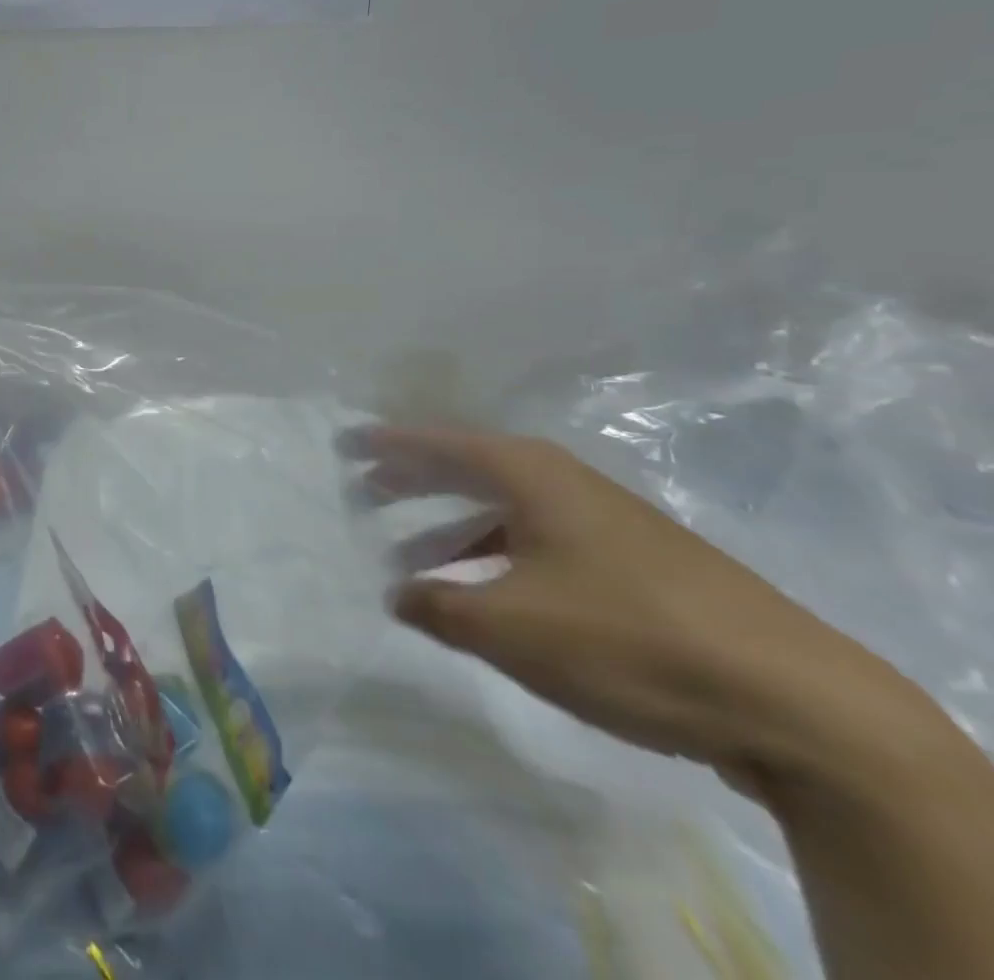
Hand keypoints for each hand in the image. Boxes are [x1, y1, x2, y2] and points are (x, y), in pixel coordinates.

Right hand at [345, 426, 933, 796]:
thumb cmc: (625, 637)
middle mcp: (564, 484)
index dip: (388, 444)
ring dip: (454, 531)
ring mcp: (605, 523)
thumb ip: (438, 606)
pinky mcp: (635, 565)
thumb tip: (397, 593)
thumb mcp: (509, 626)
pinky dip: (497, 557)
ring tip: (412, 560)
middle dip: (415, 482)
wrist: (795, 701)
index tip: (346, 441)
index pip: (439, 444)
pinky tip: (487, 594)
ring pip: (506, 512)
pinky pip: (538, 543)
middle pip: (470, 470)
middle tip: (367, 490)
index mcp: (530, 475)